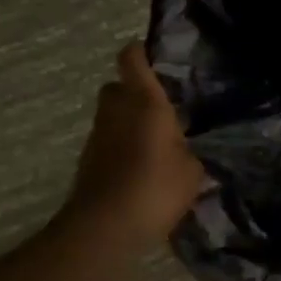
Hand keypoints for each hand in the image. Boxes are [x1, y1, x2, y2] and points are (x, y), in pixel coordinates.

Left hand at [59, 43, 205, 244]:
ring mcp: (98, 137)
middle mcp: (116, 111)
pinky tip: (142, 169)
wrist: (104, 228)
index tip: (157, 56)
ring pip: (111, 116)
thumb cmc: (155, 187)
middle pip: (117, 87)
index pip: (132, 59)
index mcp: (144, 102)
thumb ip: (190, 152)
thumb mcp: (192, 171)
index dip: (142, 52)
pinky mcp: (88, 162)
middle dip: (134, 92)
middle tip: (160, 108)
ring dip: (128, 122)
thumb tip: (187, 151)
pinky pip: (108, 143)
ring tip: (156, 143)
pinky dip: (121, 148)